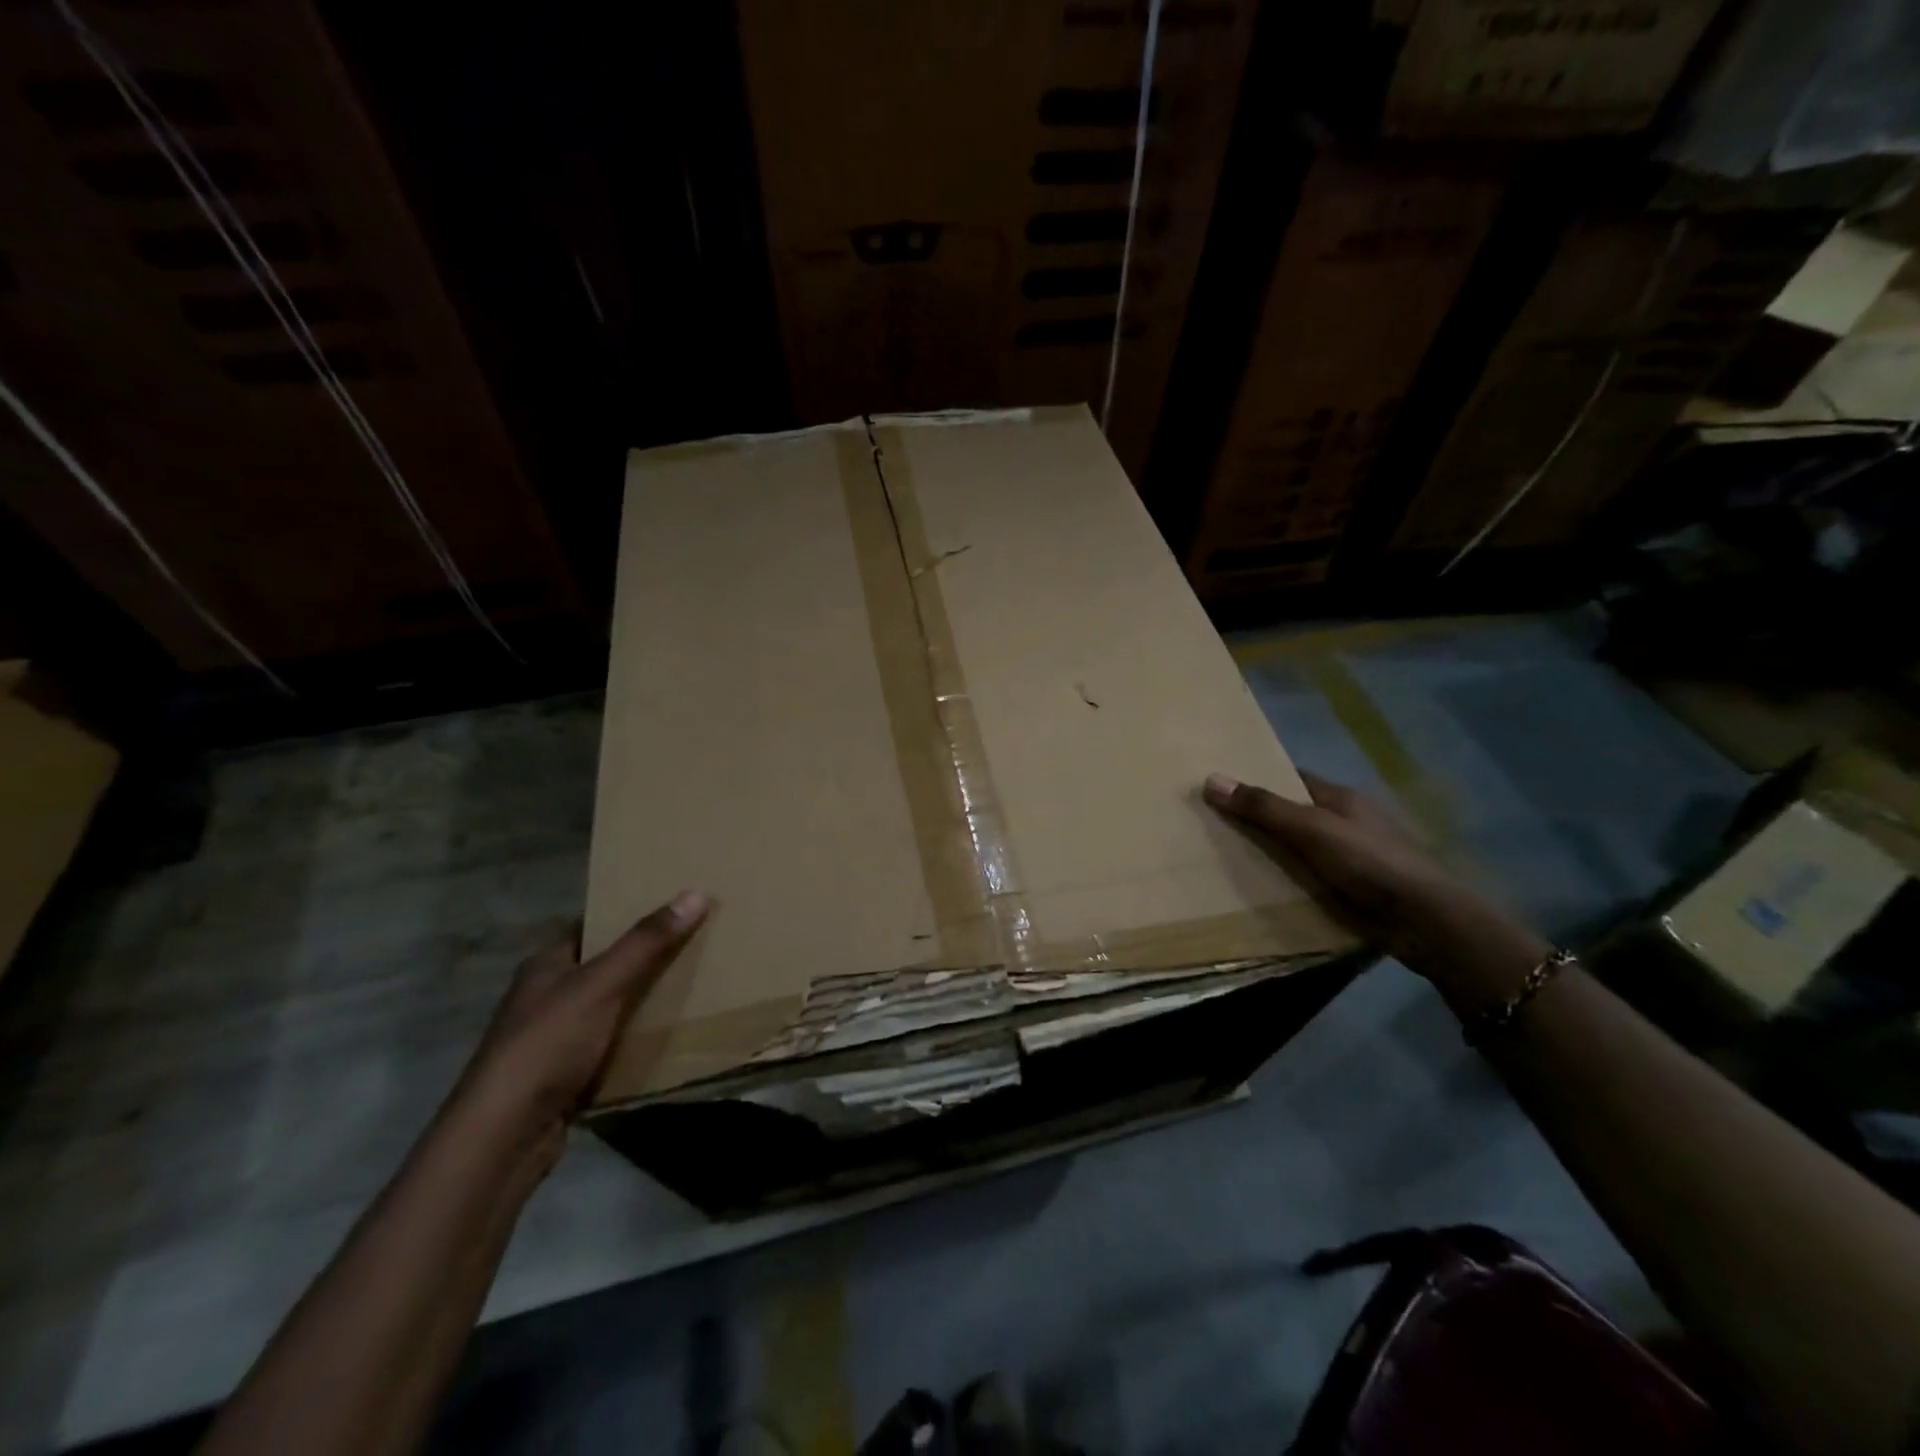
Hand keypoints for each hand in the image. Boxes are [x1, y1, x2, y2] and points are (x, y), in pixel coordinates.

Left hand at [449, 890, 710, 1168]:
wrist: (504, 1137)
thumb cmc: (547, 1045)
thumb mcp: (601, 985)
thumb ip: (646, 942)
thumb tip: (695, 893)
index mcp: (546, 965)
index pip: (591, 926)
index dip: (629, 914)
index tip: (674, 907)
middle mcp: (545, 996)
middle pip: (604, 966)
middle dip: (645, 958)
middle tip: (694, 944)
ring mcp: (552, 1038)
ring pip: (609, 1008)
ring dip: (643, 1002)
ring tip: (693, 986)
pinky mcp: (564, 1075)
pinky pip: (609, 1046)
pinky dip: (635, 1041)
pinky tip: (667, 1038)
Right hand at [1203, 771, 1549, 1007]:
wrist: (1425, 922)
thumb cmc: (1370, 861)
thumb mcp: (1311, 828)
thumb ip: (1263, 807)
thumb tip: (1211, 779)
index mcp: (1340, 799)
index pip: (1291, 780)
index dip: (1257, 780)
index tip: (1219, 787)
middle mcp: (1345, 823)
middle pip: (1292, 815)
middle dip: (1257, 820)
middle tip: (1209, 825)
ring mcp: (1350, 858)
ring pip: (1298, 849)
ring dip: (1269, 855)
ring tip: (1221, 859)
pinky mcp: (1351, 890)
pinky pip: (1307, 879)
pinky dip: (1285, 882)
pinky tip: (1257, 891)